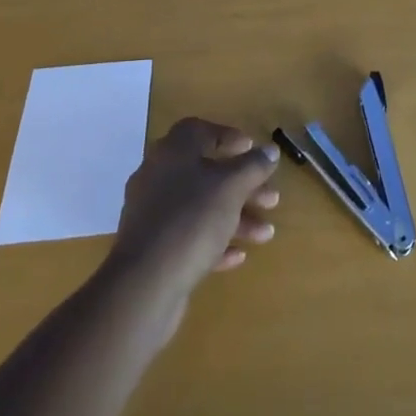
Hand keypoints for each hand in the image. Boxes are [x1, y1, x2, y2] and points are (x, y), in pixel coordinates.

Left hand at [105, 118, 280, 307]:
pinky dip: (214, 242)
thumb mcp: (232, 187)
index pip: (199, 130)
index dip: (227, 136)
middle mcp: (158, 177)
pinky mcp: (151, 249)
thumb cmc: (192, 220)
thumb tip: (269, 150)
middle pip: (206, 173)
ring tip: (265, 234)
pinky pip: (188, 236)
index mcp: (173, 152)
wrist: (144, 285)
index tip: (251, 149)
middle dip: (242, 186)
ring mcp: (152, 214)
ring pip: (200, 208)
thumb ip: (254, 166)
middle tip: (271, 198)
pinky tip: (238, 256)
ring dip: (235, 217)